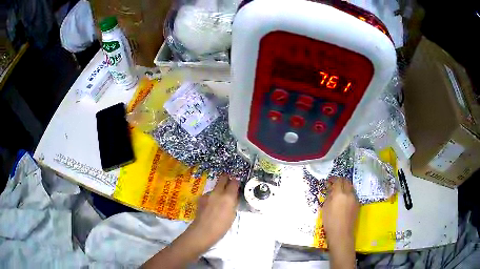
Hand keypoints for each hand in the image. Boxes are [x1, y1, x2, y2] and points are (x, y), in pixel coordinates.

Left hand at [185, 175, 239, 252]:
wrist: (202, 231)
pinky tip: (211, 206)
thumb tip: (233, 198)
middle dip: (227, 179)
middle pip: (223, 178)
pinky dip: (212, 197)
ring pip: (215, 187)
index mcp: (228, 197)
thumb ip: (233, 204)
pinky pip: (209, 195)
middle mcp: (217, 192)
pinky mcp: (201, 198)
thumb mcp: (232, 216)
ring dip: (219, 190)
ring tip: (219, 201)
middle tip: (229, 185)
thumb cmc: (221, 227)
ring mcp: (208, 194)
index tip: (237, 185)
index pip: (234, 182)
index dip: (236, 182)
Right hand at [322, 177, 358, 268]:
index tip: (329, 181)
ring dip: (345, 187)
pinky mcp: (357, 204)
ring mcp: (355, 199)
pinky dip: (349, 193)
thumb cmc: (330, 222)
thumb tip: (331, 190)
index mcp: (339, 194)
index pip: (338, 181)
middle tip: (334, 184)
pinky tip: (344, 200)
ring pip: (351, 187)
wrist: (341, 233)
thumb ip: (329, 197)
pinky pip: (353, 194)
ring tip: (339, 192)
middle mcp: (349, 194)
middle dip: (340, 181)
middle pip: (346, 181)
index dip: (333, 179)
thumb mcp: (325, 208)